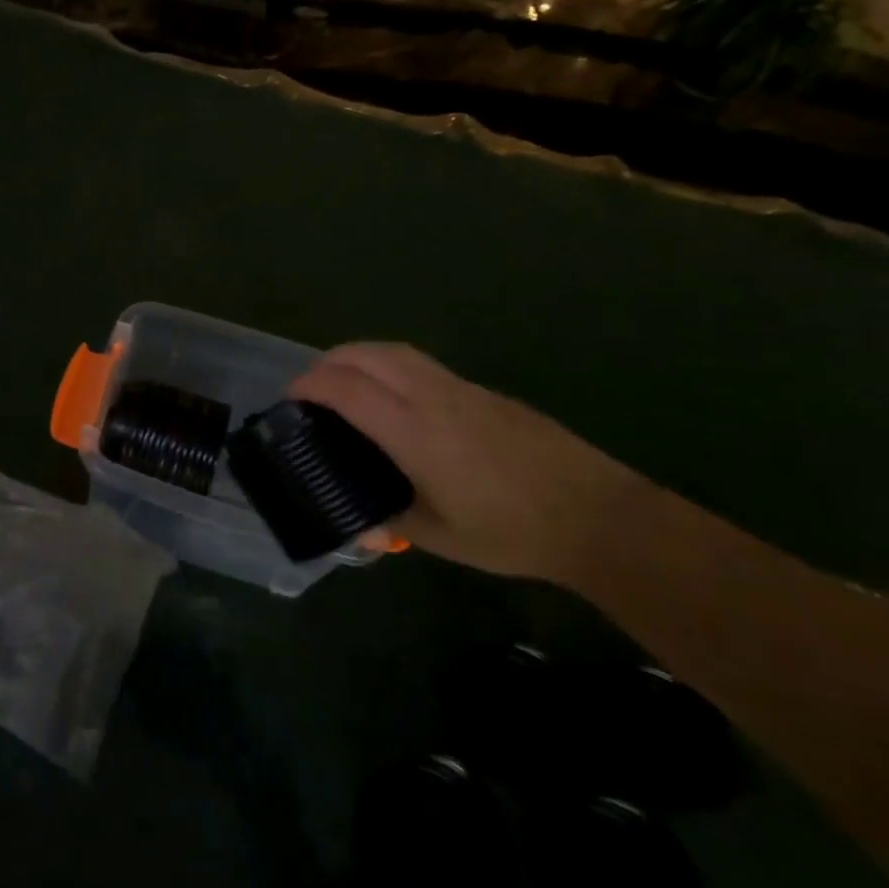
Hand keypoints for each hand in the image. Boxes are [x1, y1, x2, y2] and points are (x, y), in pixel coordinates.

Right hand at [287, 343, 652, 583]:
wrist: (598, 516)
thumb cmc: (512, 531)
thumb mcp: (441, 536)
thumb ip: (391, 521)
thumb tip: (360, 525)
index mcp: (415, 431)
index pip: (347, 388)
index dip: (310, 385)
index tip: (290, 399)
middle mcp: (433, 397)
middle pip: (367, 354)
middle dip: (328, 361)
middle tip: (310, 388)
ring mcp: (462, 388)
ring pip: (396, 351)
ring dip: (359, 357)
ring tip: (344, 384)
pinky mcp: (484, 392)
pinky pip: (422, 364)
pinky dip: (390, 367)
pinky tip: (395, 400)